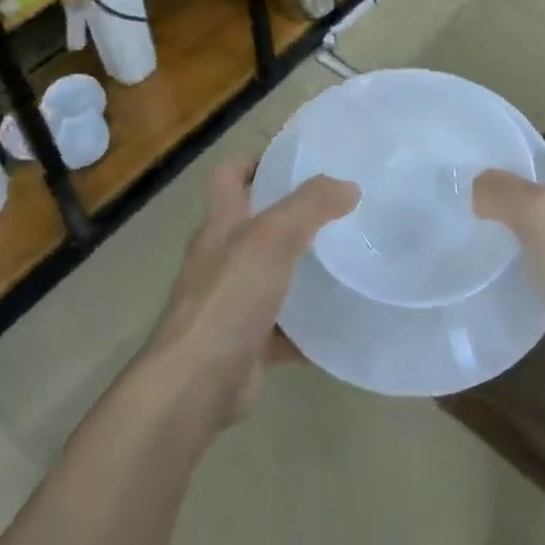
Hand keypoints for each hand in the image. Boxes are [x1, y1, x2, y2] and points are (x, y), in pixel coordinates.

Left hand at [141, 157, 358, 431]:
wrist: (197, 384)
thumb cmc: (230, 296)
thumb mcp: (273, 237)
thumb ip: (311, 206)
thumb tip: (348, 186)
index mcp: (221, 224)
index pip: (230, 175)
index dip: (257, 161)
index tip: (297, 160)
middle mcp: (222, 258)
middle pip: (255, 225)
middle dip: (292, 216)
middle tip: (339, 209)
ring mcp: (231, 302)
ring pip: (272, 276)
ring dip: (302, 271)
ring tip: (348, 260)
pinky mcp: (246, 344)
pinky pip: (284, 329)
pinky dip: (308, 327)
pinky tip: (342, 322)